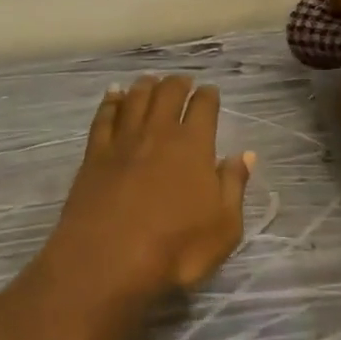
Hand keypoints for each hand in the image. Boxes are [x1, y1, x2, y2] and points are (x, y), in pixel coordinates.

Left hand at [46, 76, 253, 303]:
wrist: (108, 259)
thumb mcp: (223, 228)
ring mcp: (123, 140)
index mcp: (193, 145)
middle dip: (178, 83)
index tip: (210, 92)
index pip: (204, 107)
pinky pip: (104, 117)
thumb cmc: (175, 249)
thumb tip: (245, 155)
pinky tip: (113, 95)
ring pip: (136, 98)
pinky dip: (110, 101)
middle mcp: (158, 132)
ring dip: (145, 85)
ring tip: (151, 80)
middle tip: (182, 81)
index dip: (208, 95)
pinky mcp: (95, 153)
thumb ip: (234, 186)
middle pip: (168, 93)